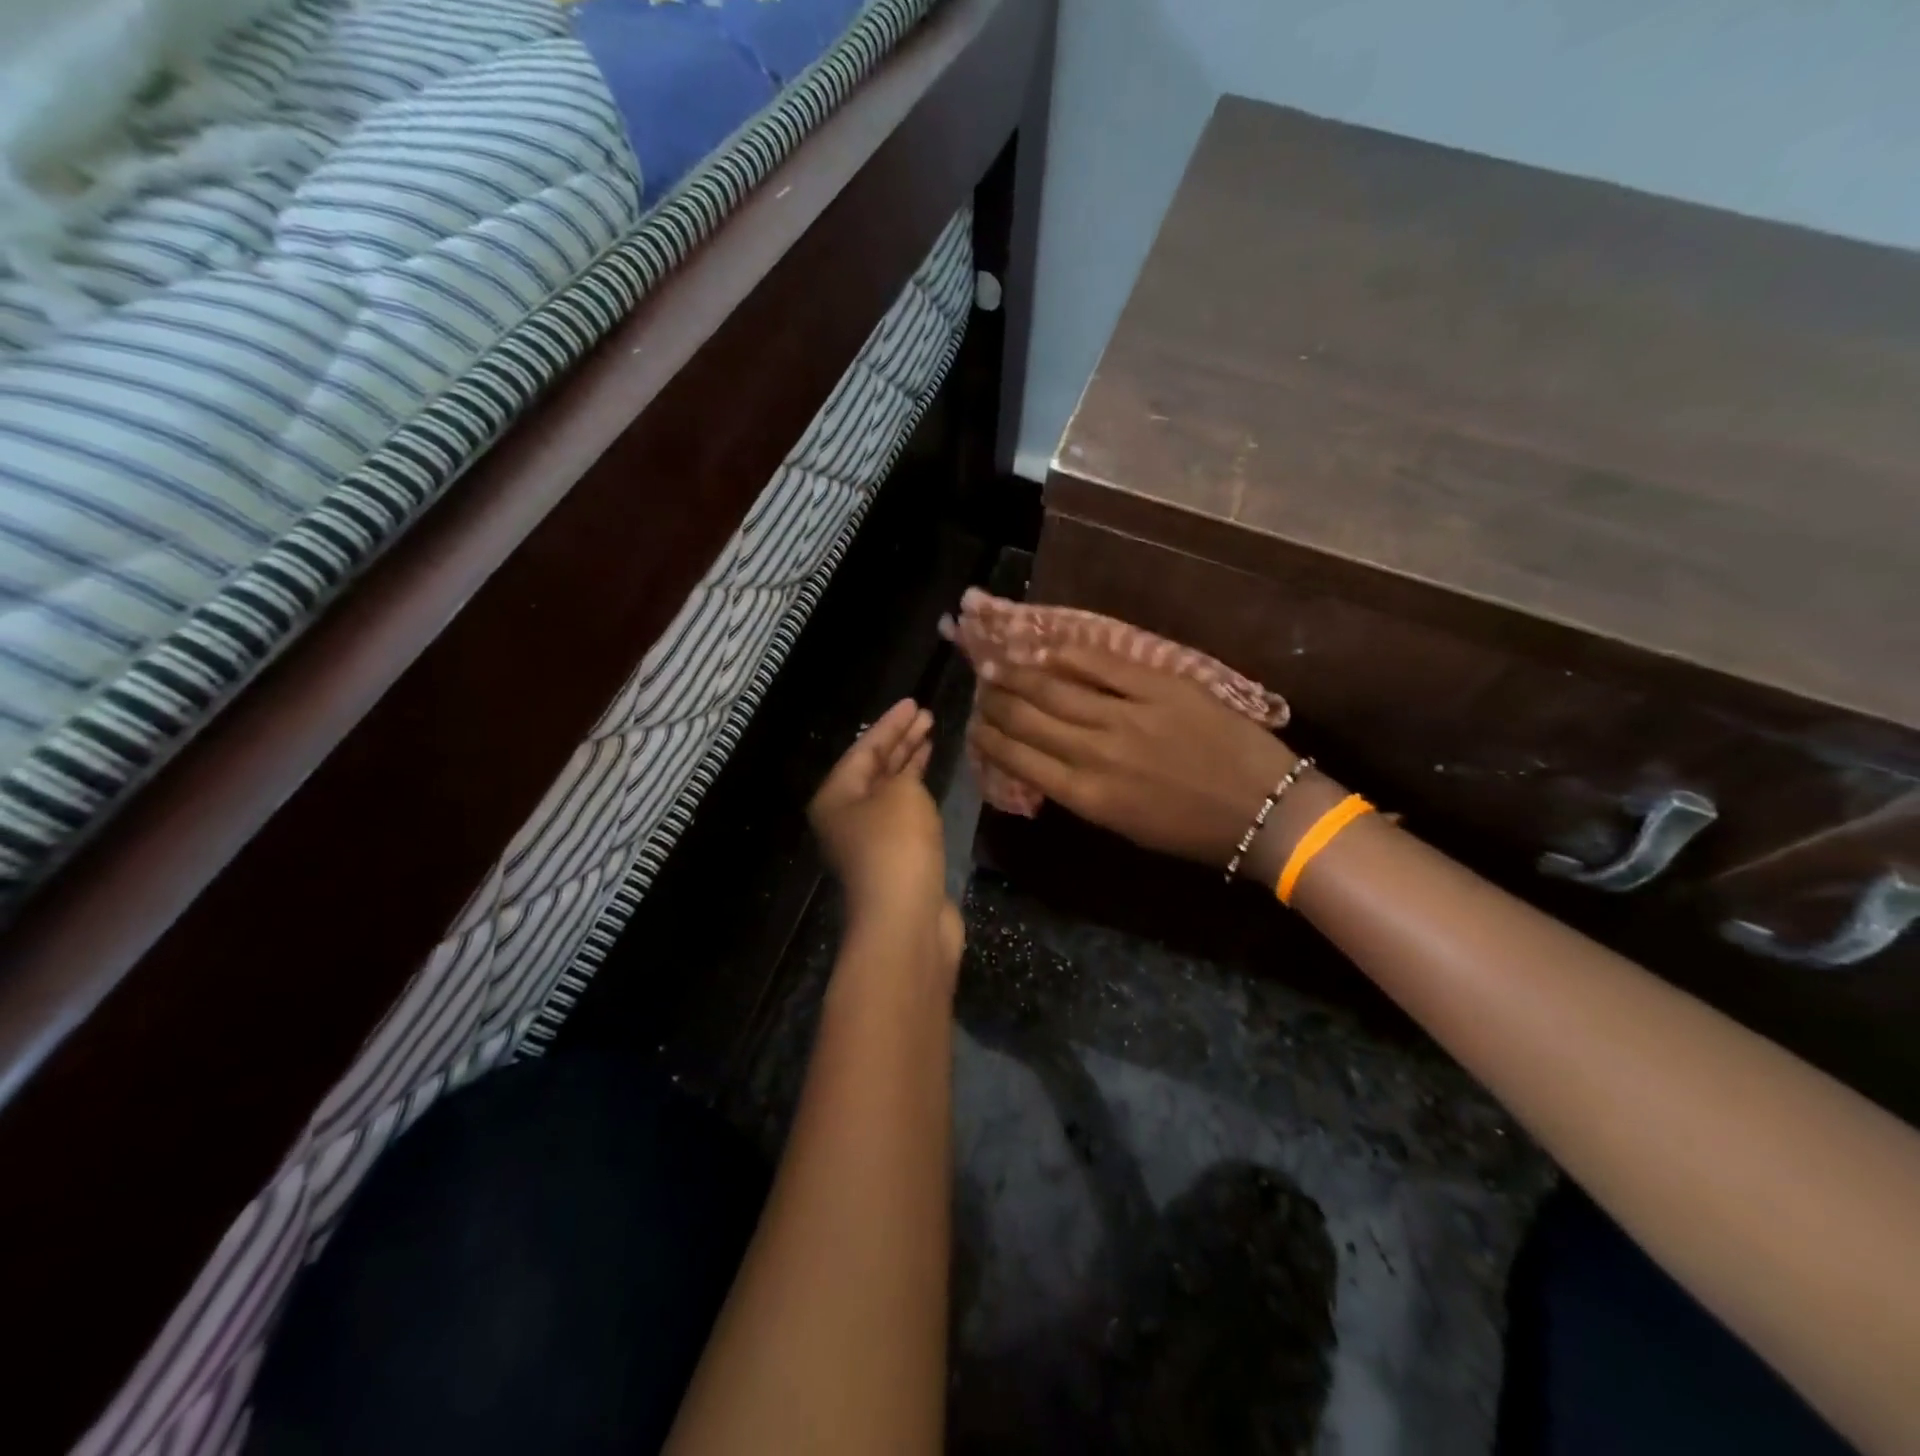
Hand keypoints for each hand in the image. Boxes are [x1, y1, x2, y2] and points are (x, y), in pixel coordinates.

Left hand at [809, 700, 961, 960]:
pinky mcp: (895, 860)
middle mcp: (846, 817)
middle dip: (901, 740)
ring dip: (910, 765)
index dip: (891, 723)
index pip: (864, 748)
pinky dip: (918, 793)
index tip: (915, 703)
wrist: (907, 919)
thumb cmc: (897, 845)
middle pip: (875, 768)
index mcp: (835, 797)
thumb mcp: (900, 793)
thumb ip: (904, 773)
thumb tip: (906, 776)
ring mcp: (870, 842)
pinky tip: (932, 782)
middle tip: (927, 716)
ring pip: (890, 791)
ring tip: (931, 738)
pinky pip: (905, 814)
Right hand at [969, 644, 1304, 876]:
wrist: (1264, 811)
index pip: (1018, 759)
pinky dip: (1067, 656)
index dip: (990, 739)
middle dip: (996, 703)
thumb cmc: (1192, 831)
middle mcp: (1096, 753)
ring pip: (1055, 688)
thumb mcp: (1124, 826)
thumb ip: (1080, 792)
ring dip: (1018, 676)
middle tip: (980, 689)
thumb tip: (1042, 762)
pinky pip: (1101, 664)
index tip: (976, 726)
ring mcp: (1127, 715)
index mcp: (1087, 796)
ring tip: (996, 666)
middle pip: (1028, 718)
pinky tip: (1045, 651)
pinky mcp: (1158, 687)